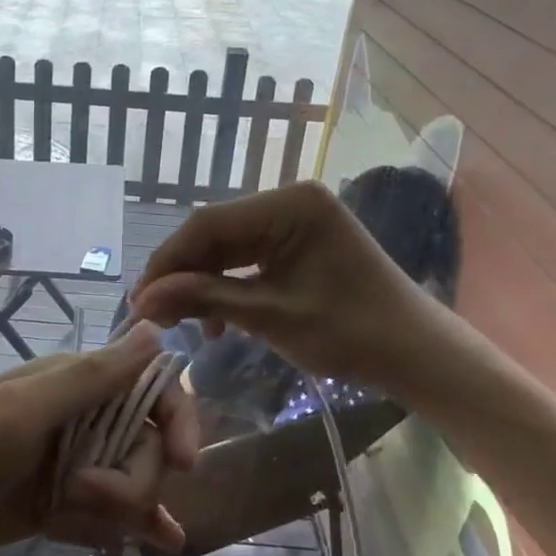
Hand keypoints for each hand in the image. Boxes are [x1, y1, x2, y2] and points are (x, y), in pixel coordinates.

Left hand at [0, 321, 198, 555]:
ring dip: (119, 509)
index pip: (150, 389)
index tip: (185, 464)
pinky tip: (161, 542)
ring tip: (74, 522)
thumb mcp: (24, 412)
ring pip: (128, 482)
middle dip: (129, 480)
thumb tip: (156, 330)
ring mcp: (66, 464)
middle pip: (144, 446)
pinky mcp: (53, 505)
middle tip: (80, 496)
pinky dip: (132, 525)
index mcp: (73, 383)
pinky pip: (106, 513)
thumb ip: (93, 377)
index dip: (177, 419)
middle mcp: (78, 418)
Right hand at [130, 181, 472, 402]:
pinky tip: (217, 319)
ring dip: (202, 283)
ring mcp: (295, 220)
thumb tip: (142, 299)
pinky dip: (227, 286)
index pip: (208, 223)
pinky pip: (248, 257)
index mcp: (290, 205)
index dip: (168, 261)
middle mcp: (290, 200)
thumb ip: (204, 299)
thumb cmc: (351, 333)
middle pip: (215, 232)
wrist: (416, 354)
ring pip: (228, 246)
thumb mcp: (270, 316)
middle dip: (183, 274)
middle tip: (153, 314)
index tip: (139, 300)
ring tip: (183, 322)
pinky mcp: (298, 242)